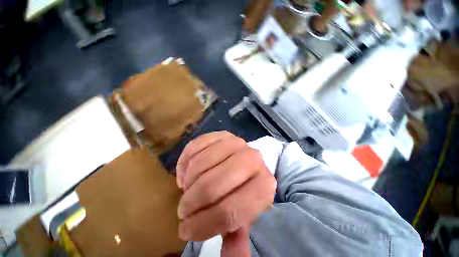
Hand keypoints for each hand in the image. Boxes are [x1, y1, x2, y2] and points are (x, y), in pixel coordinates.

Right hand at [176, 131, 275, 255]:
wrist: (248, 162)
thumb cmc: (246, 190)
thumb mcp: (246, 215)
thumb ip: (239, 237)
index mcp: (263, 186)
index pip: (230, 211)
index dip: (203, 225)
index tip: (187, 231)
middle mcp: (252, 159)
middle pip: (212, 185)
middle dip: (191, 203)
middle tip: (184, 210)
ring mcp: (236, 143)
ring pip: (201, 164)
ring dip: (188, 182)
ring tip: (187, 190)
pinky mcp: (222, 134)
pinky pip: (196, 146)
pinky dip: (186, 161)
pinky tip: (186, 172)